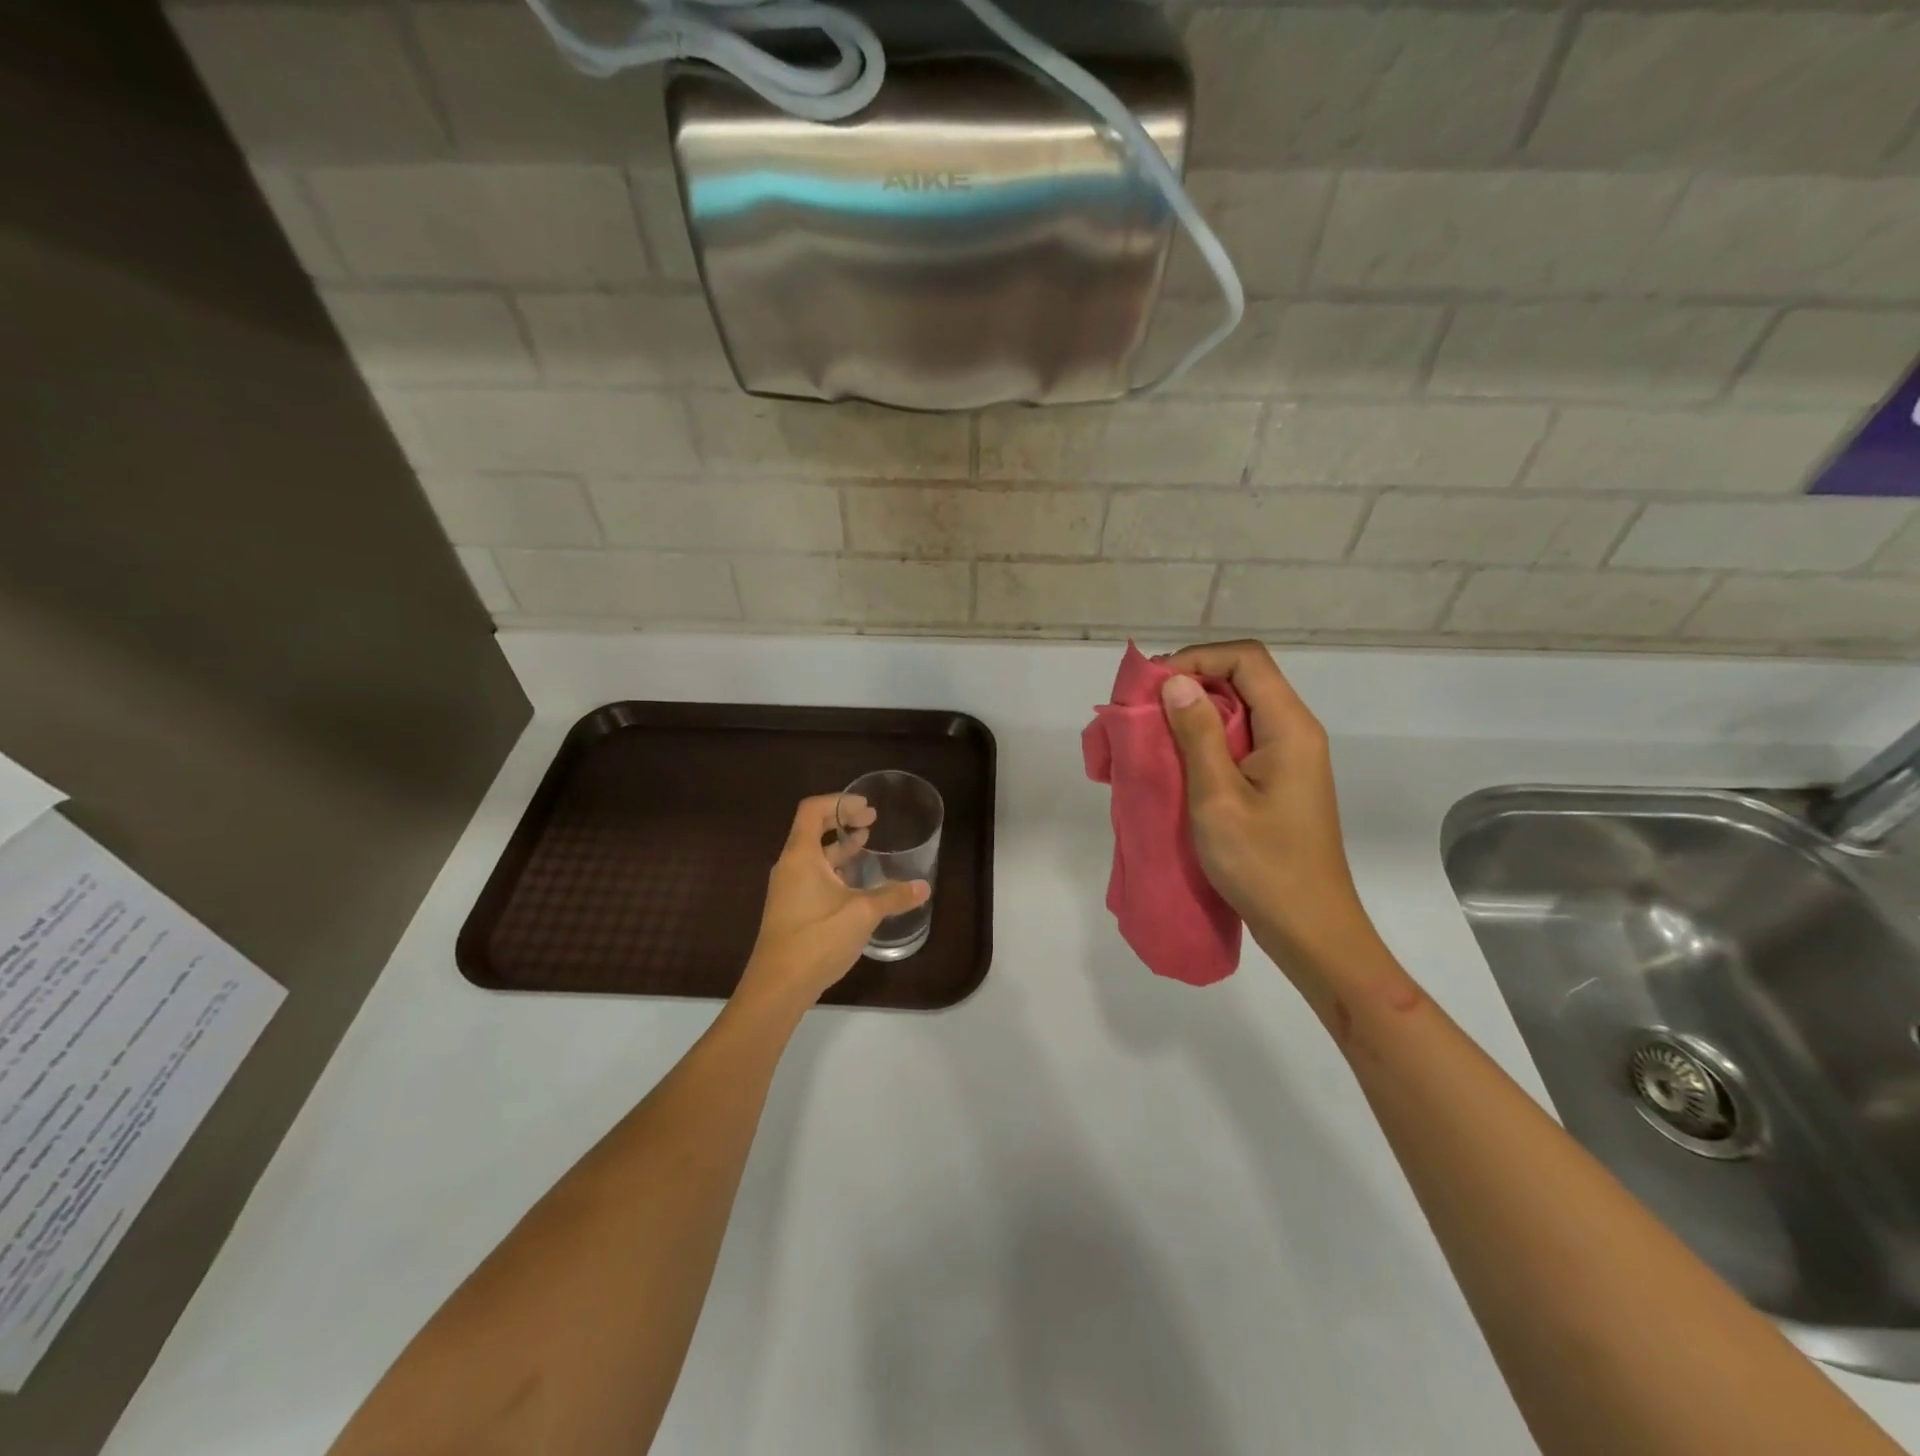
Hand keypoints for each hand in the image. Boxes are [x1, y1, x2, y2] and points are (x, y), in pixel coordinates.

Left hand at [737, 794, 929, 1008]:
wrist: (778, 987)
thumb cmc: (817, 938)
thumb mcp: (862, 913)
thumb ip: (893, 896)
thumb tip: (924, 887)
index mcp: (800, 856)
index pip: (813, 810)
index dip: (840, 801)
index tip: (867, 807)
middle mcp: (790, 866)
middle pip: (812, 829)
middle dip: (843, 821)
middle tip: (873, 821)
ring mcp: (788, 890)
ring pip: (814, 856)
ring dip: (840, 847)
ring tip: (867, 844)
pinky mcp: (791, 910)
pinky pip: (813, 876)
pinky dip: (835, 869)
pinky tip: (856, 884)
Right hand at [1159, 641, 1378, 979]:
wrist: (1309, 928)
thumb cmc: (1263, 865)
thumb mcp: (1218, 798)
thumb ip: (1198, 735)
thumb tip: (1176, 682)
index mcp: (1289, 728)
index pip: (1246, 659)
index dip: (1197, 659)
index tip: (1154, 687)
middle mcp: (1295, 732)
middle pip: (1243, 678)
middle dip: (1190, 683)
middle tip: (1144, 710)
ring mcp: (1289, 758)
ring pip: (1240, 710)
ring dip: (1195, 714)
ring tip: (1153, 735)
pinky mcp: (1279, 781)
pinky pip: (1240, 740)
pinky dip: (1205, 741)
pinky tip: (1177, 763)